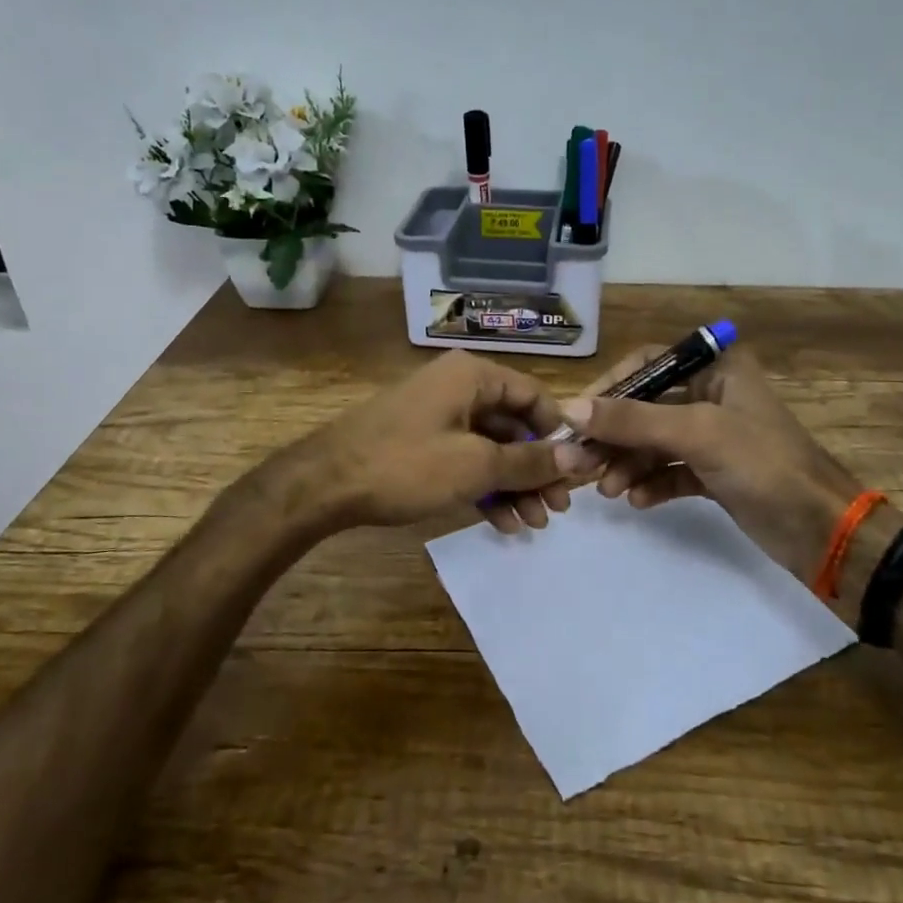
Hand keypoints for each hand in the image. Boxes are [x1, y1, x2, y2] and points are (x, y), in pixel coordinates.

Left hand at [289, 351, 572, 533]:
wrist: (323, 485)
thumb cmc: (406, 465)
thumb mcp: (476, 465)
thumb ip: (530, 461)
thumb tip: (579, 457)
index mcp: (473, 376)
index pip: (534, 397)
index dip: (558, 436)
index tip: (575, 475)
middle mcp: (458, 387)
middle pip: (514, 426)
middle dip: (536, 471)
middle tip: (556, 511)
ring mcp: (437, 416)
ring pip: (490, 448)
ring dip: (513, 486)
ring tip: (532, 526)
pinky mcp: (421, 443)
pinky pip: (465, 460)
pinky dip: (484, 488)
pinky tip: (502, 524)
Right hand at [554, 345, 863, 587]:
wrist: (822, 531)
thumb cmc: (764, 464)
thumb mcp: (696, 434)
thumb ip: (632, 420)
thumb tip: (569, 409)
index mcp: (716, 369)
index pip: (647, 363)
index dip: (610, 387)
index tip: (577, 416)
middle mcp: (712, 395)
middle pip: (645, 407)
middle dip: (613, 436)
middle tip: (578, 463)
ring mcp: (714, 436)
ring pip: (654, 442)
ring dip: (628, 463)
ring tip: (607, 490)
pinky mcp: (715, 472)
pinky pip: (670, 471)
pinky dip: (651, 483)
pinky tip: (638, 501)